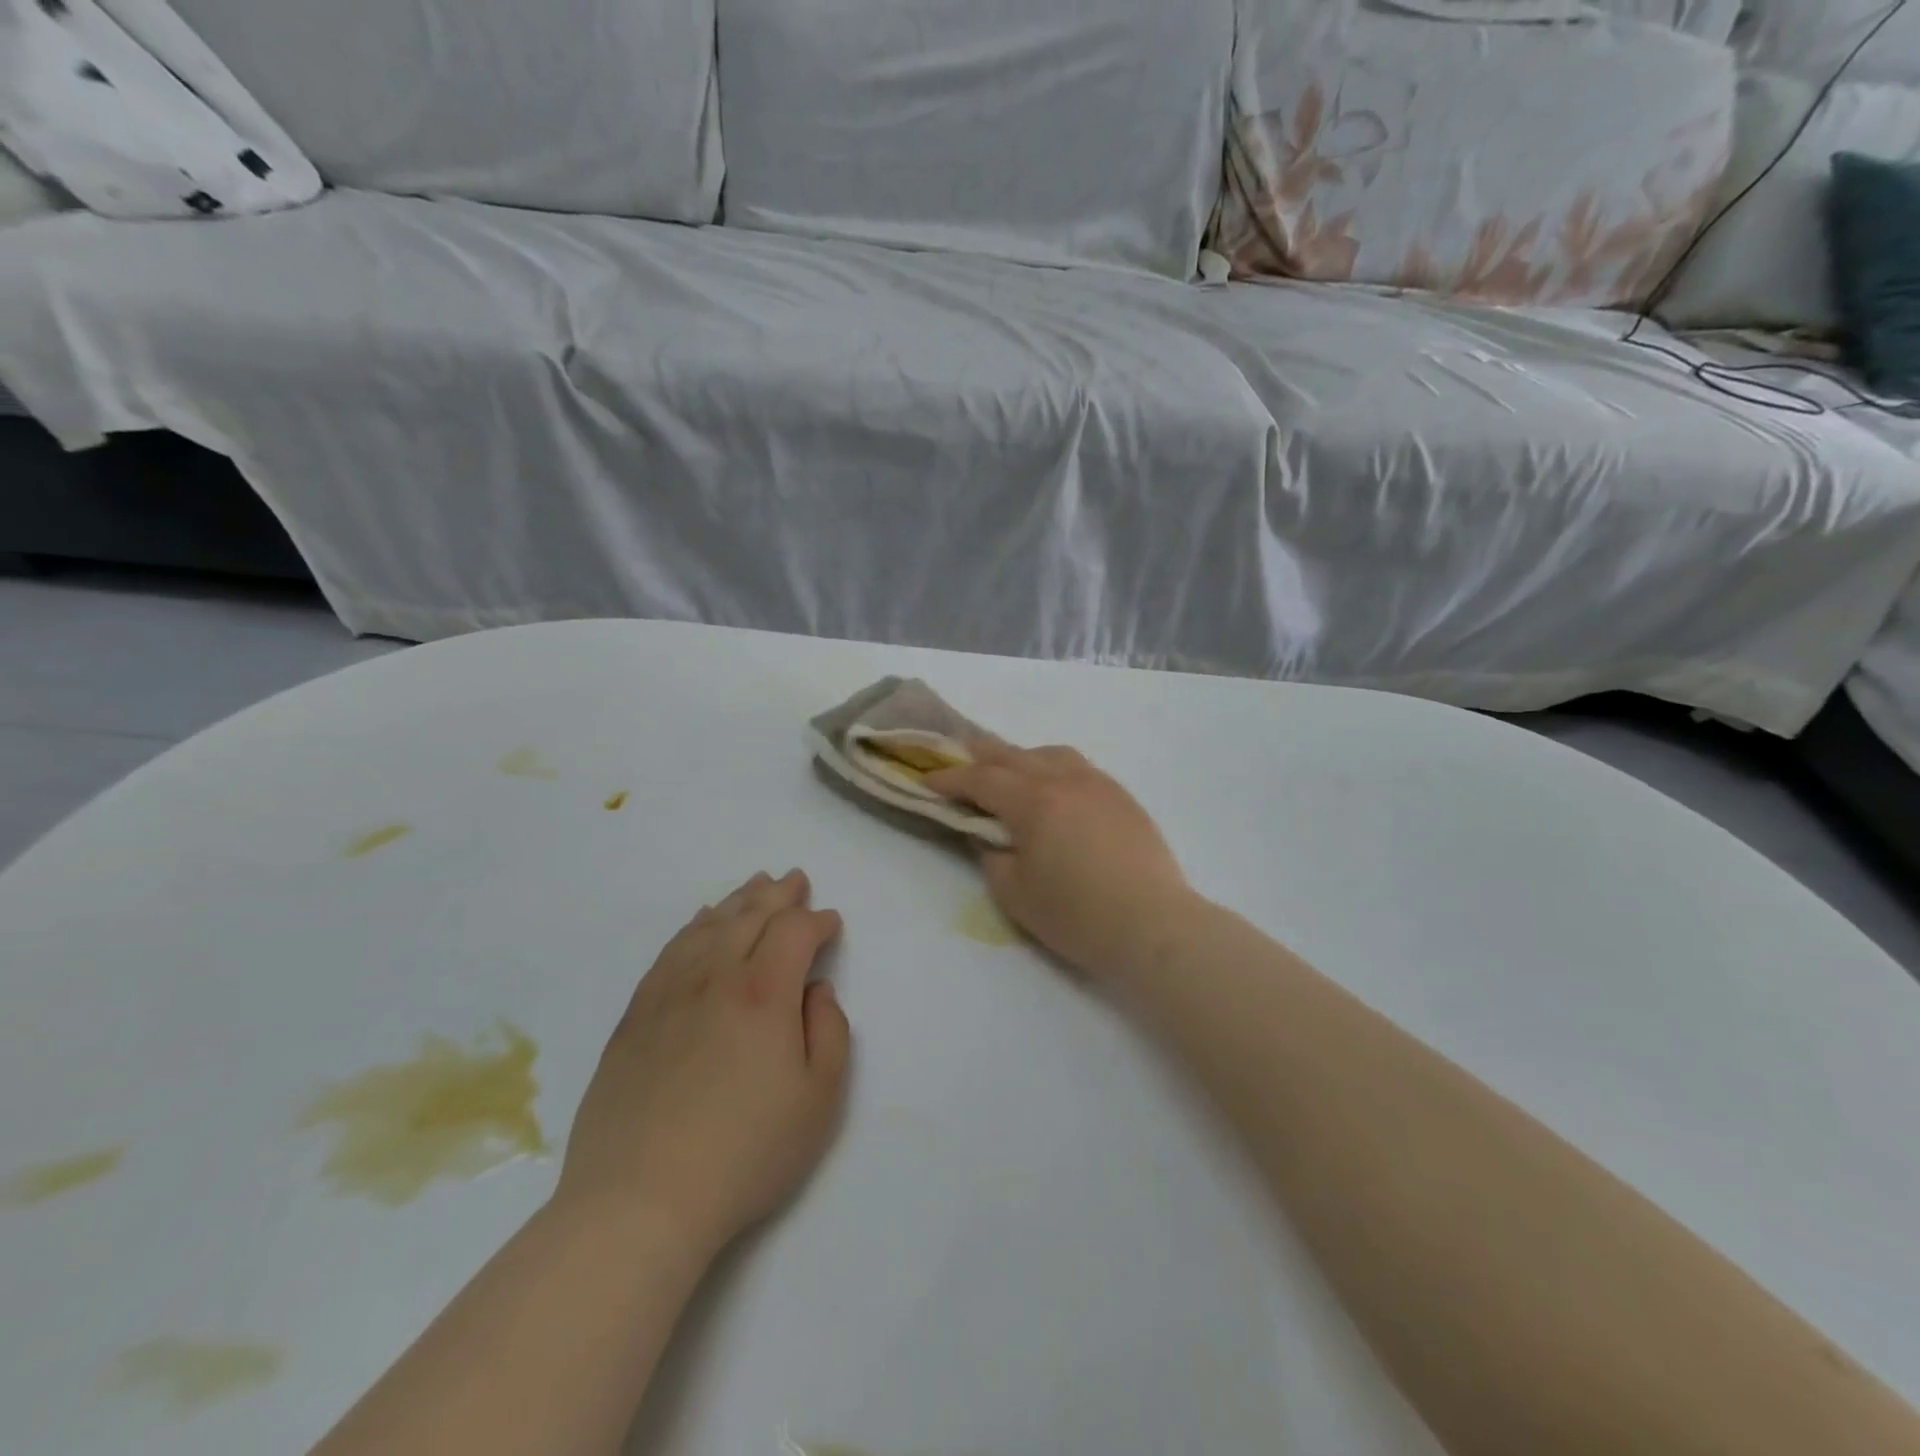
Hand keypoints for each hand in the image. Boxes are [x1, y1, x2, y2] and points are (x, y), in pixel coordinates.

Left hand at [554, 870, 850, 1257]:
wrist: (638, 1201)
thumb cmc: (745, 1153)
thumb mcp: (818, 1099)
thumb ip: (829, 1031)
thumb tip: (816, 989)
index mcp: (763, 992)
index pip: (794, 931)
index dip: (817, 921)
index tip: (831, 925)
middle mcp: (715, 976)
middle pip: (751, 916)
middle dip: (780, 895)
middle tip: (796, 880)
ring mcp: (668, 993)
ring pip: (709, 926)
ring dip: (738, 901)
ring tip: (755, 885)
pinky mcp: (635, 1016)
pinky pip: (670, 951)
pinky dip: (693, 926)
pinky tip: (701, 922)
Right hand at [926, 742, 1198, 984]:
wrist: (1153, 926)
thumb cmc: (1077, 915)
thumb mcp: (1015, 893)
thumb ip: (992, 855)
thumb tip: (989, 833)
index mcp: (1034, 801)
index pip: (981, 779)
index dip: (951, 779)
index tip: (928, 782)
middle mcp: (1064, 780)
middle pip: (1013, 755)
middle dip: (979, 755)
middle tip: (956, 758)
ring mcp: (1098, 784)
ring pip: (1050, 753)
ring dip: (1020, 757)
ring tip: (1007, 772)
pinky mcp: (1121, 797)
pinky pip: (1078, 766)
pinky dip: (1052, 767)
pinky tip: (1053, 788)